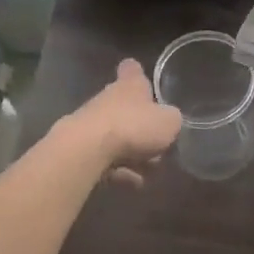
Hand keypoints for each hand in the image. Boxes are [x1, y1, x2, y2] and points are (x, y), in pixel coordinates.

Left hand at [66, 58, 183, 186]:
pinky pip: (105, 158)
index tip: (142, 78)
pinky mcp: (81, 147)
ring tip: (149, 172)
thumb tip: (170, 121)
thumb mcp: (168, 123)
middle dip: (141, 125)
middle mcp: (108, 99)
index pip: (132, 69)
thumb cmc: (133, 126)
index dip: (137, 73)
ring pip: (117, 136)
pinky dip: (119, 170)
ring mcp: (91, 123)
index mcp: (130, 86)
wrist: (87, 150)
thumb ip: (172, 120)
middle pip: (126, 107)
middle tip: (158, 144)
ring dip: (132, 152)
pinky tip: (133, 183)